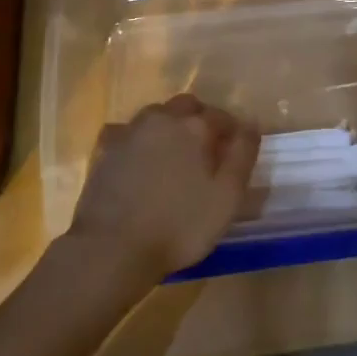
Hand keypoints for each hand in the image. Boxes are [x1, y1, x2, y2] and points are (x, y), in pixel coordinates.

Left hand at [67, 94, 259, 281]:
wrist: (112, 248)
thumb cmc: (179, 225)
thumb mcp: (227, 196)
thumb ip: (243, 154)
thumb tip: (251, 123)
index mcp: (195, 126)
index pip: (222, 116)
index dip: (232, 132)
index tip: (235, 152)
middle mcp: (162, 118)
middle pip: (187, 107)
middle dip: (200, 120)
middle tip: (206, 150)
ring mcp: (129, 131)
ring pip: (156, 115)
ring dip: (169, 127)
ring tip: (174, 156)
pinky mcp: (104, 150)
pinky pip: (127, 132)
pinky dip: (137, 140)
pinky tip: (138, 159)